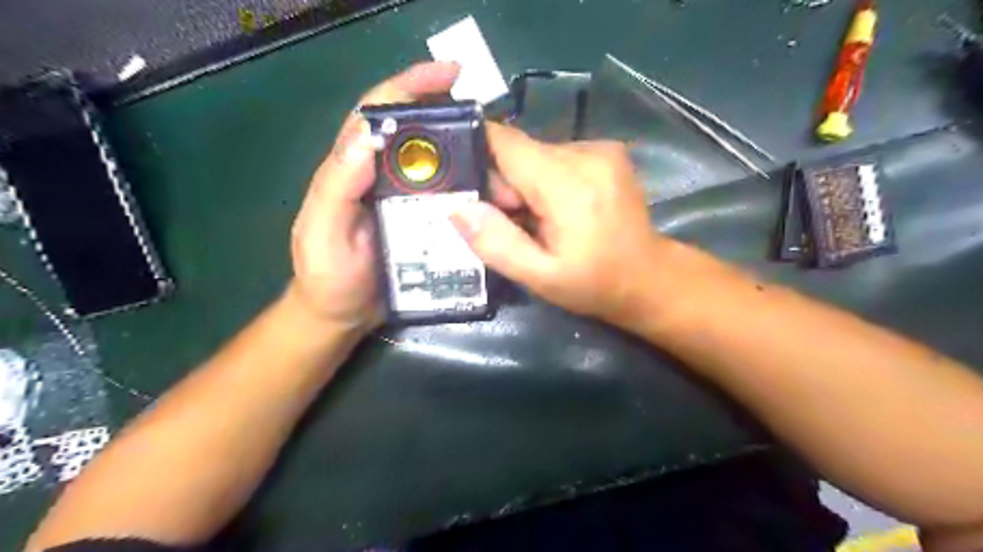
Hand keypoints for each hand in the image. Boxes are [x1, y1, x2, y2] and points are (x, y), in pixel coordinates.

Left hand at [289, 64, 463, 333]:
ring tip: (499, 158)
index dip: (410, 86)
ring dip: (466, 155)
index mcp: (351, 169)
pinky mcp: (423, 224)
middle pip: (415, 135)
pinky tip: (490, 193)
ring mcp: (405, 201)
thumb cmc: (327, 277)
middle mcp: (381, 177)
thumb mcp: (322, 233)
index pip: (377, 115)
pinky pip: (448, 200)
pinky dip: (468, 191)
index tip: (449, 75)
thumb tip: (369, 135)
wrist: (343, 316)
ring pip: (437, 167)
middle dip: (449, 116)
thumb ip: (336, 187)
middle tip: (489, 120)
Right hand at [448, 123, 672, 324]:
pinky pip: (557, 157)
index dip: (477, 158)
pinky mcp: (607, 151)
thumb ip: (496, 243)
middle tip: (516, 223)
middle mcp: (586, 152)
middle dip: (506, 185)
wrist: (649, 278)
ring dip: (527, 184)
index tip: (470, 189)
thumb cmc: (594, 283)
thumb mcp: (539, 277)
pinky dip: (547, 180)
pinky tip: (561, 210)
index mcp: (567, 184)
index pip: (503, 142)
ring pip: (536, 154)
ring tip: (542, 222)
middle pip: (519, 151)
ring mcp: (601, 148)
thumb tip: (457, 208)